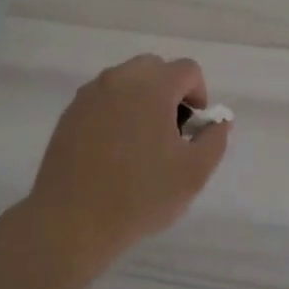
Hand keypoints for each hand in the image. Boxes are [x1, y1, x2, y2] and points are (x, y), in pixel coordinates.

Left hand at [24, 55, 229, 253]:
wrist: (72, 220)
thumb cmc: (140, 195)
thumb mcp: (194, 173)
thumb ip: (214, 139)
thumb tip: (219, 121)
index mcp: (153, 86)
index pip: (188, 69)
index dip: (199, 95)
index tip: (193, 129)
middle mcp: (119, 79)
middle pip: (154, 68)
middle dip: (169, 92)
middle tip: (170, 133)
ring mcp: (90, 94)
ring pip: (126, 81)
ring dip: (141, 100)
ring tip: (141, 143)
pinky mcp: (70, 113)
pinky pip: (103, 99)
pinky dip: (115, 112)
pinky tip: (113, 150)